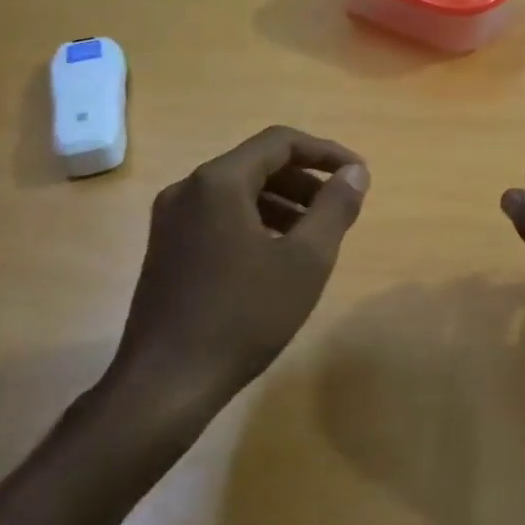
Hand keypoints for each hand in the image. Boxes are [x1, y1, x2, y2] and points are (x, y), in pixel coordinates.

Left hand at [109, 126, 369, 406]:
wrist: (167, 382)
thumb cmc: (244, 316)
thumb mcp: (305, 261)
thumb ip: (334, 208)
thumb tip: (355, 172)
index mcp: (218, 182)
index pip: (280, 142)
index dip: (326, 152)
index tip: (358, 176)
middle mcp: (188, 189)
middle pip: (256, 164)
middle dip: (304, 180)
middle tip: (339, 208)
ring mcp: (171, 220)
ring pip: (237, 193)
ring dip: (282, 203)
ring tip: (314, 236)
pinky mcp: (166, 249)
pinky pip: (219, 218)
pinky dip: (255, 223)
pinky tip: (276, 258)